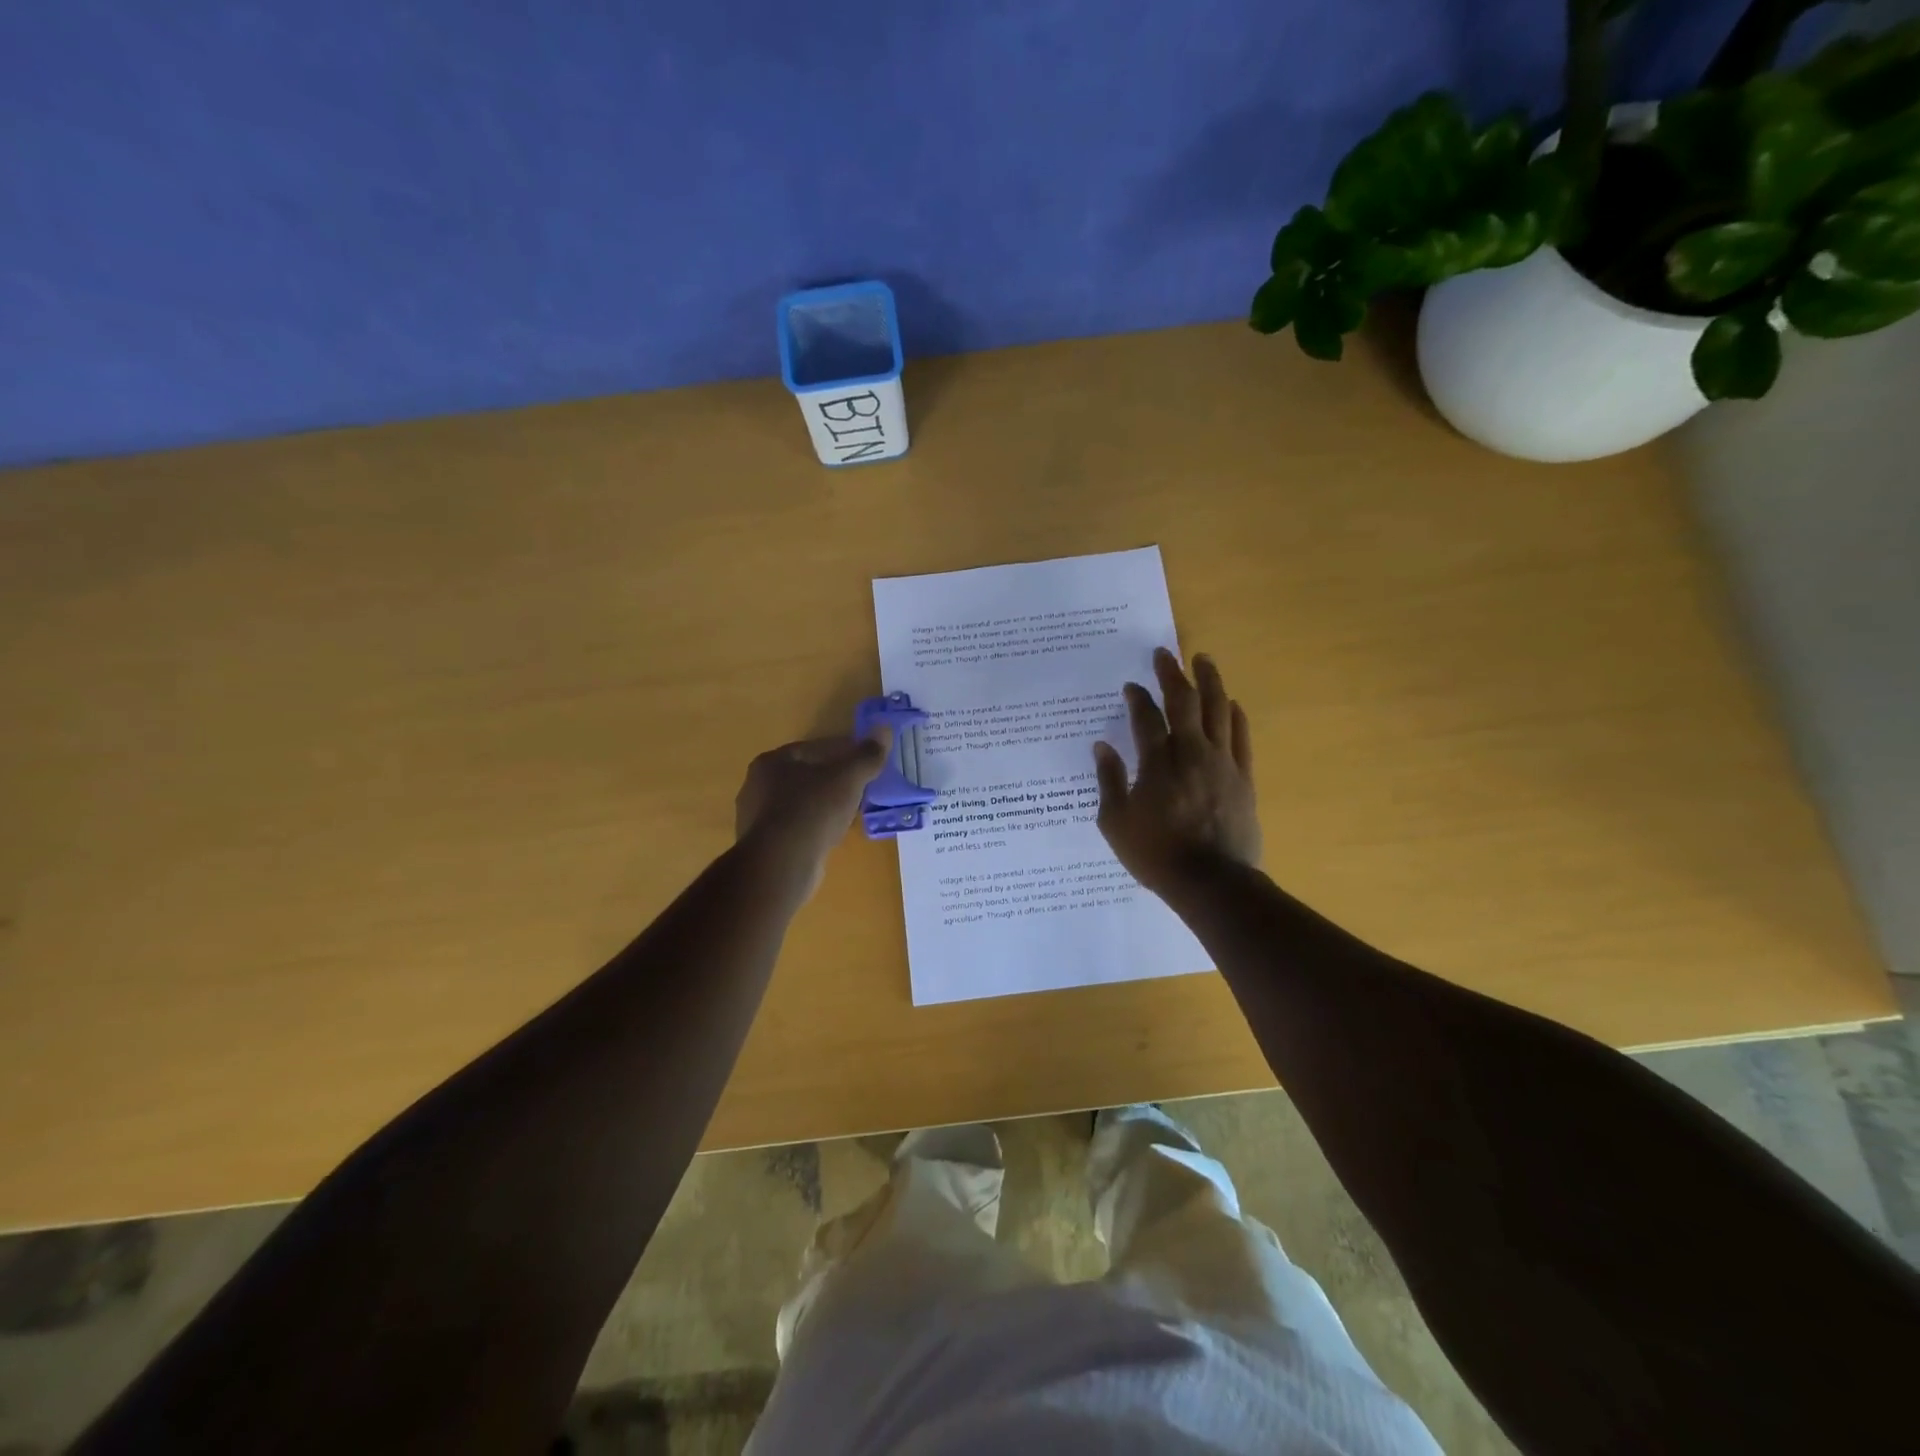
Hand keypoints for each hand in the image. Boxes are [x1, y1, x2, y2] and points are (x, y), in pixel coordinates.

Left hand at [735, 729, 891, 898]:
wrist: (781, 864)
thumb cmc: (812, 810)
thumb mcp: (848, 778)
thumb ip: (867, 755)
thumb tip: (884, 729)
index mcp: (771, 761)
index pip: (813, 749)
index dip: (843, 752)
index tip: (865, 761)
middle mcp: (757, 786)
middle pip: (805, 776)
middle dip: (834, 780)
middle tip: (861, 787)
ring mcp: (757, 819)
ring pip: (801, 804)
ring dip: (825, 805)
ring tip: (852, 813)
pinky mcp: (764, 846)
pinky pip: (797, 828)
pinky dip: (815, 827)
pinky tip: (833, 835)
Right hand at [1093, 649, 1260, 896]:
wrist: (1211, 882)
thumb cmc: (1156, 854)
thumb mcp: (1116, 822)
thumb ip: (1109, 780)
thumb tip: (1102, 747)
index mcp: (1157, 763)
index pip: (1145, 717)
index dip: (1137, 697)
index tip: (1131, 686)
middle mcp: (1191, 753)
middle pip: (1184, 701)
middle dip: (1172, 673)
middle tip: (1164, 654)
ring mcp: (1222, 762)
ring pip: (1218, 709)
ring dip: (1210, 681)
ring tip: (1203, 660)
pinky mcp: (1243, 777)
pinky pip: (1241, 737)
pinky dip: (1235, 715)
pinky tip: (1231, 703)